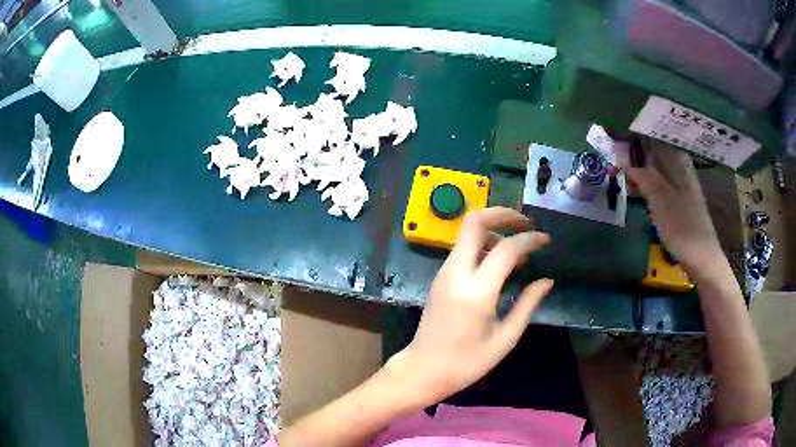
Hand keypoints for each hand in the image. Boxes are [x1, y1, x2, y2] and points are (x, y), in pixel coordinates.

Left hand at [390, 207, 553, 403]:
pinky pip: (463, 249)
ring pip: (467, 233)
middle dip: (503, 214)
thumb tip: (547, 280)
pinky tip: (500, 263)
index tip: (546, 241)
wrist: (422, 371)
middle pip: (474, 222)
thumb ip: (527, 305)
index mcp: (475, 292)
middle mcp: (456, 273)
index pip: (506, 249)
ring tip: (518, 248)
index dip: (530, 239)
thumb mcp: (504, 339)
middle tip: (527, 223)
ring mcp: (444, 273)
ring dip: (494, 230)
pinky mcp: (440, 278)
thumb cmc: (466, 363)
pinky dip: (484, 244)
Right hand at [622, 141, 722, 274]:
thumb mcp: (661, 201)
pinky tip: (642, 197)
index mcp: (679, 165)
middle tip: (618, 166)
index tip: (617, 147)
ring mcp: (684, 189)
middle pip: (657, 158)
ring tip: (627, 182)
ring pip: (659, 174)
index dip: (636, 144)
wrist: (703, 260)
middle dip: (638, 160)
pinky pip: (662, 188)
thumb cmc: (683, 228)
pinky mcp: (682, 205)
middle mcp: (682, 171)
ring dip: (643, 176)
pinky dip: (650, 189)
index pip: (655, 143)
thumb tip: (624, 158)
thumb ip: (644, 177)